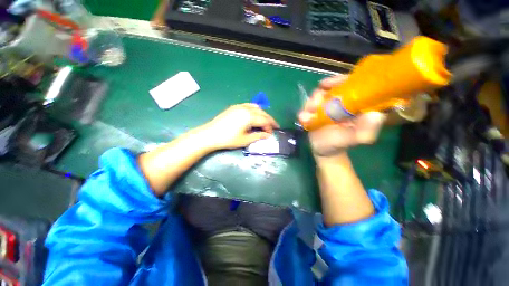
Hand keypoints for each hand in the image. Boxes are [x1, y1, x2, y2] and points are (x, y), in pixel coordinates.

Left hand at [201, 103, 278, 149]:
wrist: (210, 134)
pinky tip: (255, 115)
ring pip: (256, 108)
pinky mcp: (234, 107)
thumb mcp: (245, 140)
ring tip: (265, 122)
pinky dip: (255, 110)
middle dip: (269, 120)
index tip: (272, 133)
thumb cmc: (228, 139)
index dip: (270, 127)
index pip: (264, 120)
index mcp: (249, 116)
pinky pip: (248, 106)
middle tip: (274, 126)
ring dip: (263, 114)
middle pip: (262, 113)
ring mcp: (239, 106)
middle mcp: (246, 108)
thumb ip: (258, 136)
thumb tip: (268, 135)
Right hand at [298, 75, 385, 157]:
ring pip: (316, 96)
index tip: (329, 84)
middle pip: (330, 87)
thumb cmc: (341, 143)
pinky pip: (307, 107)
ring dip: (310, 103)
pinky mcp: (314, 112)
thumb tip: (375, 113)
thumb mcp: (358, 138)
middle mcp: (340, 101)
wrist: (324, 150)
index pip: (351, 83)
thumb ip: (367, 129)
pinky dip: (304, 112)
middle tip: (315, 101)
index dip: (340, 80)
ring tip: (308, 115)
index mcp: (355, 103)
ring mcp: (325, 106)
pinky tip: (304, 120)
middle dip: (320, 93)